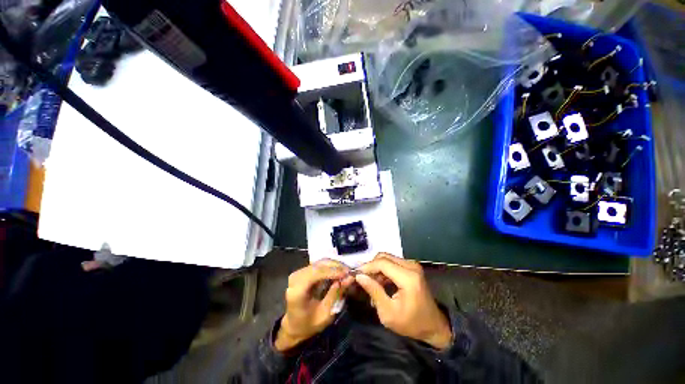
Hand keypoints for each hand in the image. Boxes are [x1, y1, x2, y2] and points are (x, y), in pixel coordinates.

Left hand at [275, 259, 353, 351]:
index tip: (348, 273)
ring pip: (319, 263)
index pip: (317, 273)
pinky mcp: (302, 271)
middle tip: (350, 272)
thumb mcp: (325, 315)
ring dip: (334, 265)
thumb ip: (336, 295)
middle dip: (336, 266)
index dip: (333, 271)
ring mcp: (298, 273)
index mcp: (297, 291)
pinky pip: (318, 265)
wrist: (293, 325)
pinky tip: (338, 272)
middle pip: (319, 265)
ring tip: (345, 272)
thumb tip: (349, 278)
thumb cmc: (309, 324)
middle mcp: (296, 278)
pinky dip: (329, 267)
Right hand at [355, 253, 452, 349]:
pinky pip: (392, 263)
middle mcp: (411, 266)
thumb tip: (359, 276)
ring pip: (387, 259)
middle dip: (370, 266)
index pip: (382, 263)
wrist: (433, 326)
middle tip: (361, 278)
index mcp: (408, 277)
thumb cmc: (411, 323)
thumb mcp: (388, 313)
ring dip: (376, 269)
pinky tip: (379, 283)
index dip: (367, 266)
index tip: (355, 274)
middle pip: (384, 257)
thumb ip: (374, 291)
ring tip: (369, 283)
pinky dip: (383, 270)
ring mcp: (412, 265)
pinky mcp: (411, 268)